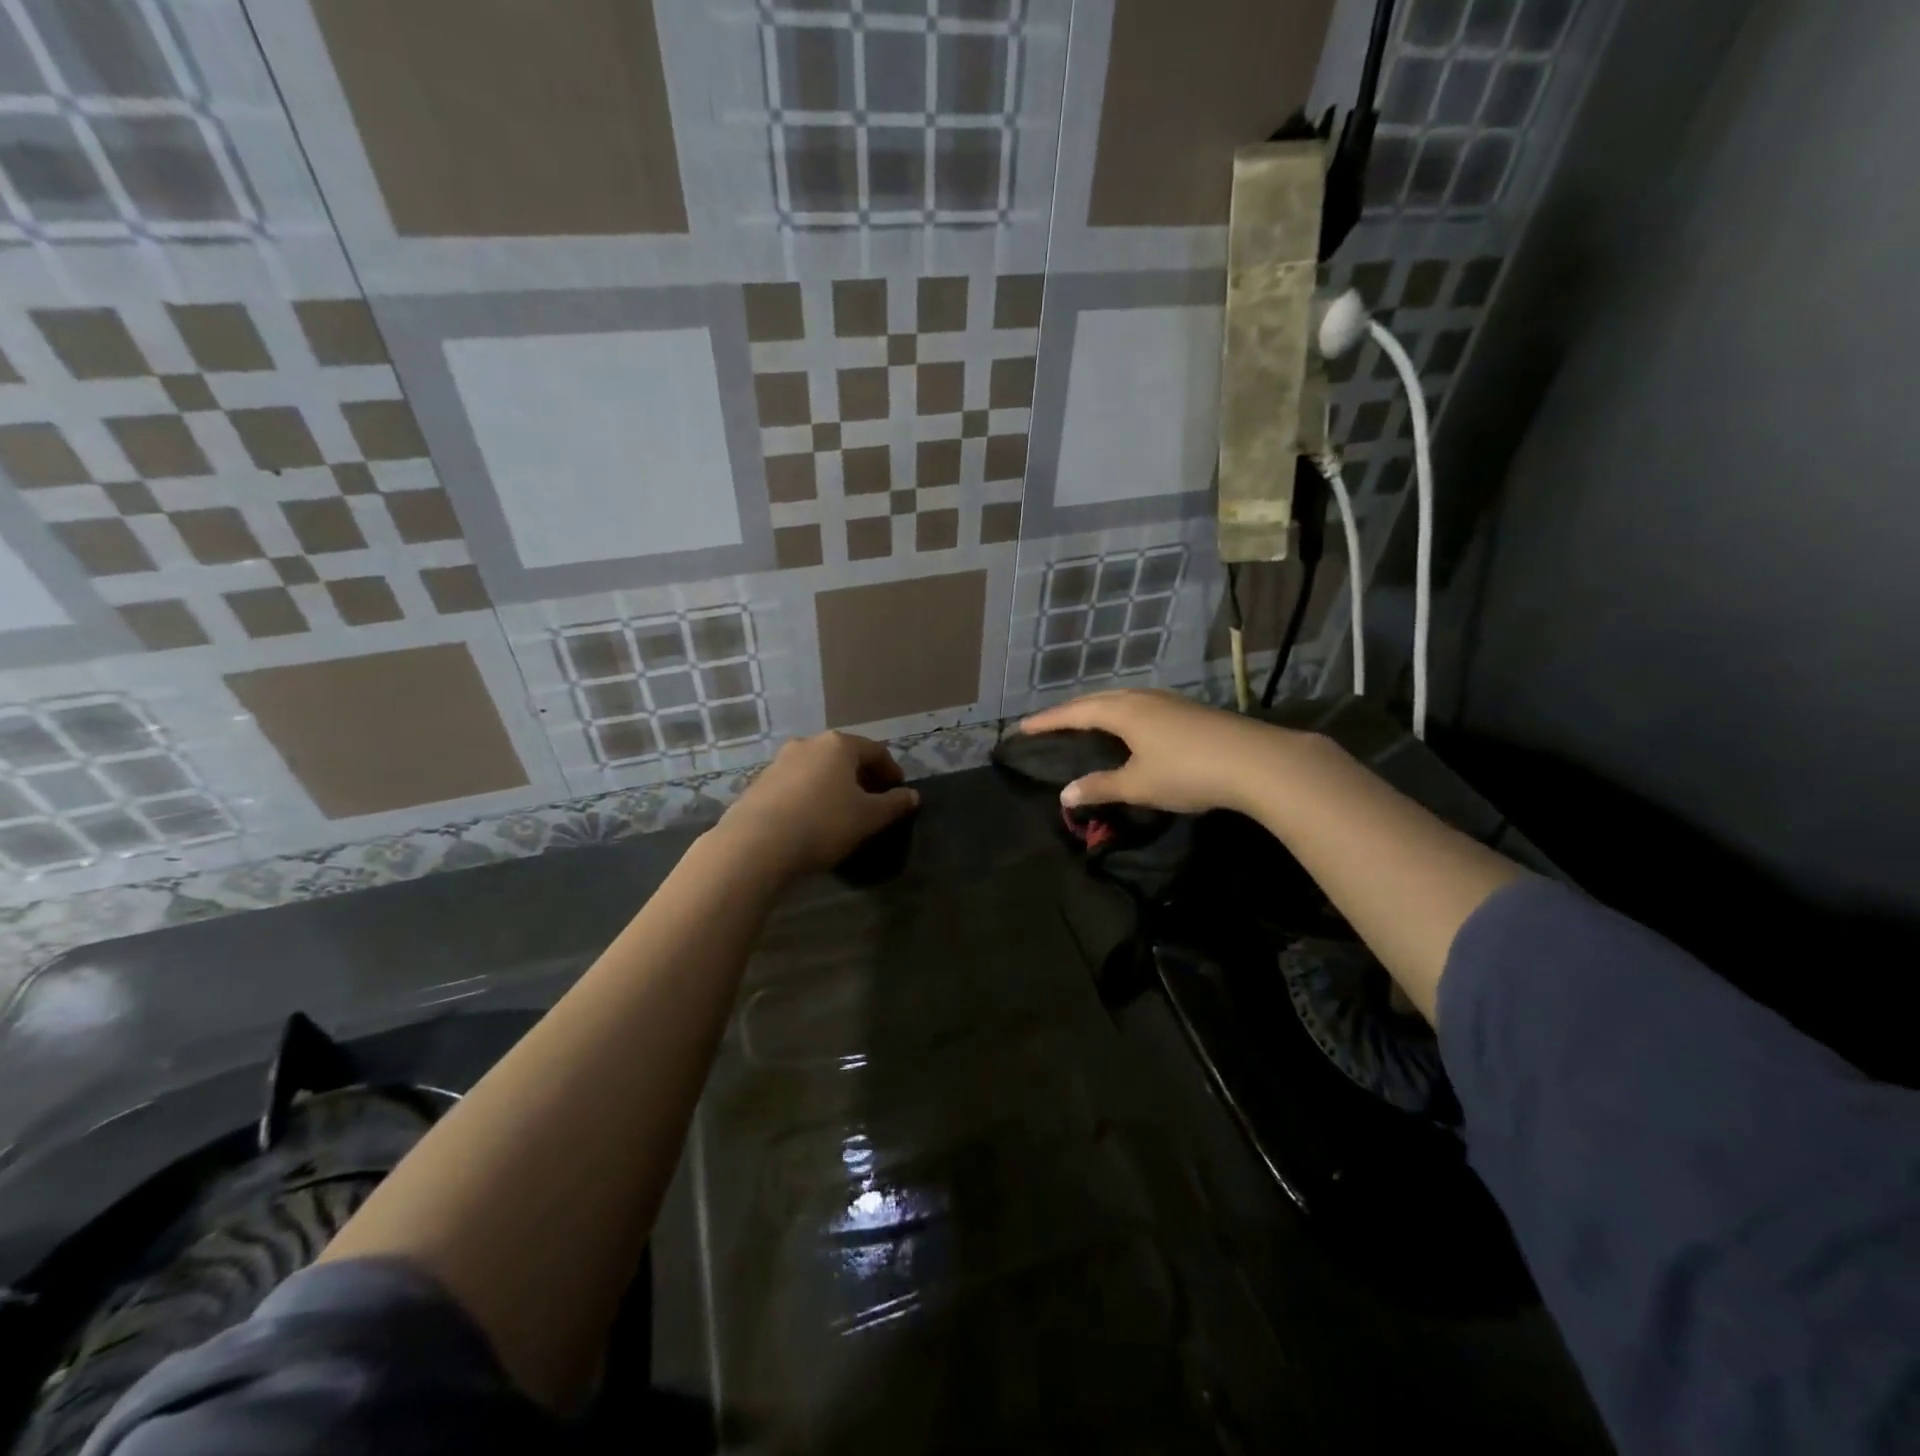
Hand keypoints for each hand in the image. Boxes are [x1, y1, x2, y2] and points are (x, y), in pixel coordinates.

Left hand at [717, 731, 918, 880]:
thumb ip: (894, 804)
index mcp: (839, 745)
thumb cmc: (823, 823)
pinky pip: (795, 784)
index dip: (892, 771)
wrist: (756, 844)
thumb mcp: (869, 817)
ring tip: (842, 811)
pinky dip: (810, 795)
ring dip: (834, 785)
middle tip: (873, 801)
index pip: (875, 751)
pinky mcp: (759, 783)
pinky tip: (812, 819)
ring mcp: (779, 762)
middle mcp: (808, 744)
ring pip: (817, 769)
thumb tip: (912, 795)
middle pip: (844, 757)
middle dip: (861, 776)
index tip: (899, 791)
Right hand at [1020, 689, 1301, 816]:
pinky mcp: (1188, 710)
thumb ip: (1100, 787)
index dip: (1048, 720)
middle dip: (1071, 710)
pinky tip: (1130, 726)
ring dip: (1099, 707)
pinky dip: (1122, 712)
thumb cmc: (1187, 772)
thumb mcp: (1138, 785)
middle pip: (1098, 698)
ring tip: (1086, 721)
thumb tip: (1065, 794)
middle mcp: (1142, 698)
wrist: (1256, 761)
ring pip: (1122, 698)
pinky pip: (1141, 705)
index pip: (1075, 712)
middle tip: (1051, 723)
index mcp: (1123, 711)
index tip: (1023, 727)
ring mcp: (1169, 701)